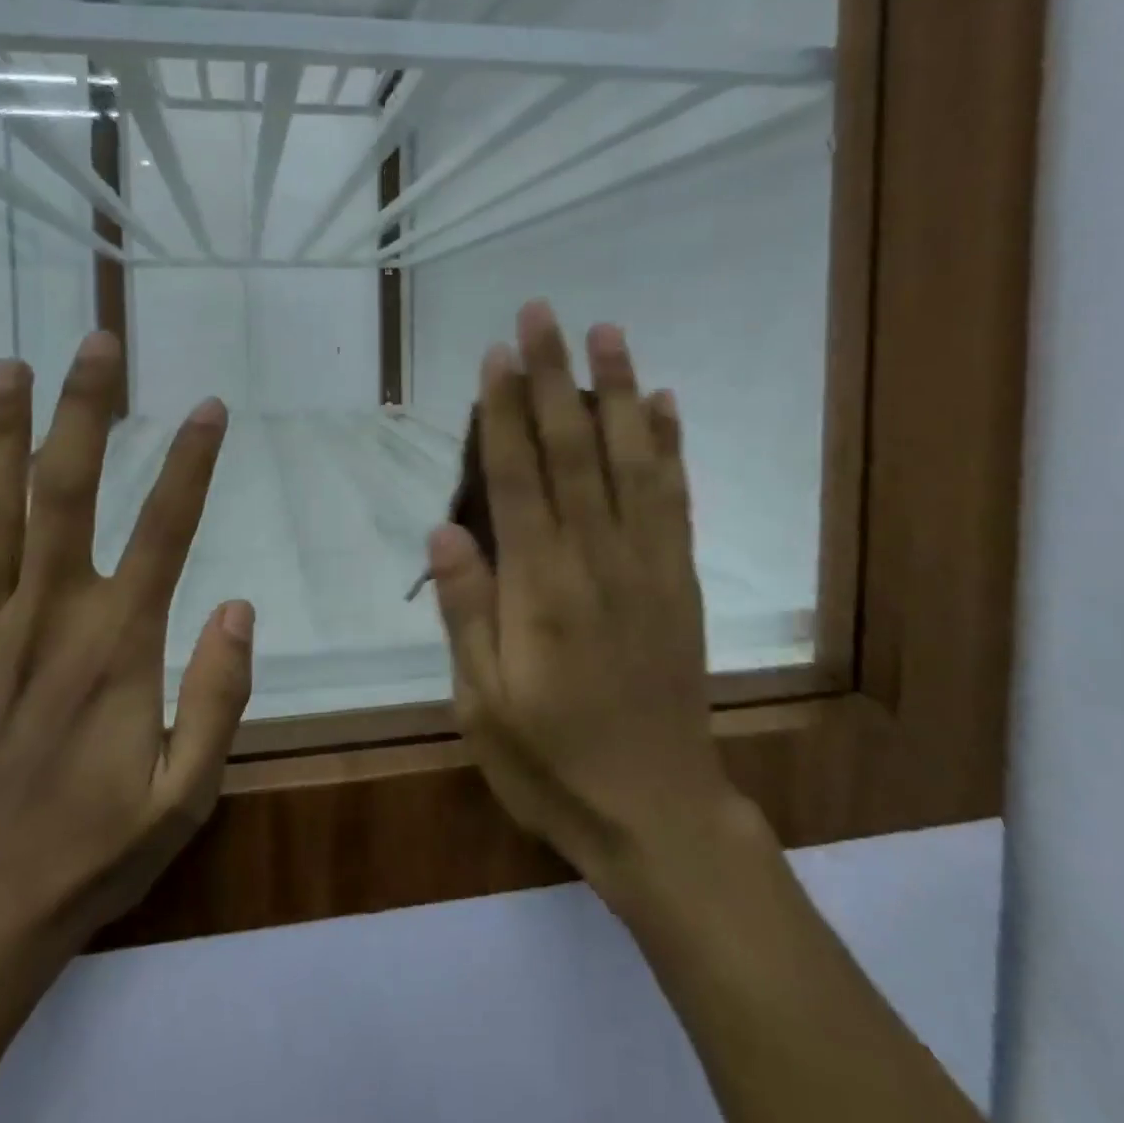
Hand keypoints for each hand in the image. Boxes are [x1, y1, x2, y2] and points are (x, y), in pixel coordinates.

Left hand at [0, 330, 253, 983]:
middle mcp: (45, 619)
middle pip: (66, 494)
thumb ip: (219, 696)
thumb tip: (241, 605)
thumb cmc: (87, 855)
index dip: (190, 463)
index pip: (165, 531)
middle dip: (85, 412)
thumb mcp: (186, 793)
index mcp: (116, 647)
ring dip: (0, 433)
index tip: (209, 406)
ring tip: (10, 366)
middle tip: (96, 344)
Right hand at [429, 301, 756, 897]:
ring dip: (619, 392)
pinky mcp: (680, 578)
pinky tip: (664, 403)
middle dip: (553, 377)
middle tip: (542, 313)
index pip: (518, 478)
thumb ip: (466, 611)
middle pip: (574, 450)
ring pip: (632, 461)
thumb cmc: (551, 760)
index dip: (504, 411)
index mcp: (541, 588)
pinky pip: (676, 499)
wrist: (657, 810)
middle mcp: (598, 559)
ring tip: (607, 333)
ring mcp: (648, 564)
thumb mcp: (482, 704)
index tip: (496, 354)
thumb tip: (444, 528)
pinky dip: (670, 446)